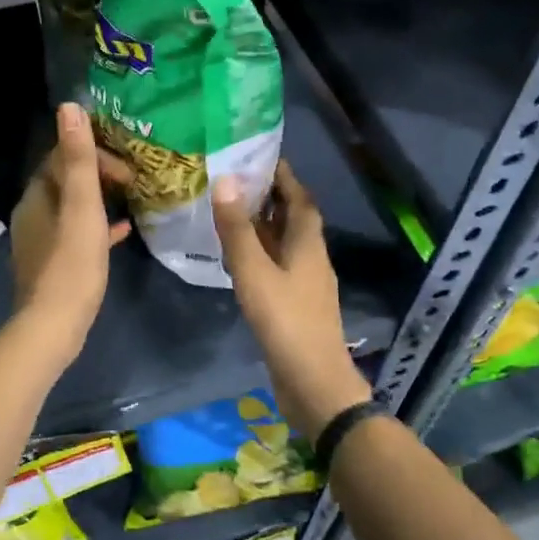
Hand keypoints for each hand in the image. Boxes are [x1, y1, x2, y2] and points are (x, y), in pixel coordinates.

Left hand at [10, 103, 132, 353]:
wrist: (53, 326)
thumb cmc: (72, 264)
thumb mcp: (82, 208)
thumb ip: (78, 160)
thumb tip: (69, 108)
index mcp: (37, 196)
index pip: (62, 157)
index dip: (95, 155)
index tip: (125, 170)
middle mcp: (33, 213)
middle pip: (66, 180)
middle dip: (98, 174)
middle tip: (131, 182)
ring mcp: (41, 240)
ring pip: (72, 207)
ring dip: (99, 199)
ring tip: (130, 200)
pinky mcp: (52, 263)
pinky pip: (76, 234)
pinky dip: (98, 227)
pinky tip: (123, 232)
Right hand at [214, 162, 371, 439]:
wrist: (313, 383)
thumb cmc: (286, 321)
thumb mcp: (254, 271)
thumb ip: (238, 228)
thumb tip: (225, 180)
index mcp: (308, 243)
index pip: (299, 198)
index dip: (284, 176)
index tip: (260, 157)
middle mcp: (311, 257)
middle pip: (293, 218)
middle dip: (270, 198)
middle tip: (237, 181)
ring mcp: (305, 283)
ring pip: (284, 244)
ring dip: (263, 226)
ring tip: (232, 213)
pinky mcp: (296, 305)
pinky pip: (277, 266)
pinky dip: (260, 254)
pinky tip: (238, 259)